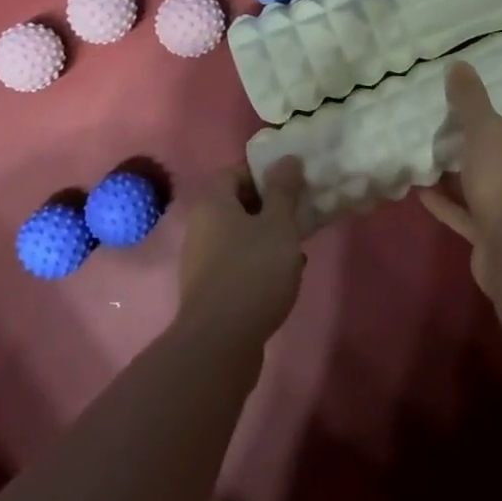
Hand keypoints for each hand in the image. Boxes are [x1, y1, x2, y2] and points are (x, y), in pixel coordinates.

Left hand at [178, 159, 307, 343]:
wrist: (221, 342)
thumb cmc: (253, 271)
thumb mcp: (278, 224)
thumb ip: (284, 189)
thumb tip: (287, 158)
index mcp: (212, 202)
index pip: (237, 171)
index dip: (266, 172)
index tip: (295, 182)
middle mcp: (200, 226)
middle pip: (238, 203)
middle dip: (271, 206)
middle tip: (300, 213)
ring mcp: (201, 260)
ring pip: (240, 235)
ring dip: (268, 236)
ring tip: (298, 246)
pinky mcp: (209, 289)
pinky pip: (238, 262)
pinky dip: (259, 261)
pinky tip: (284, 275)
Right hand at [419, 63, 501, 287]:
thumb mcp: (486, 129)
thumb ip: (471, 99)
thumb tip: (459, 64)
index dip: (498, 120)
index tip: (471, 116)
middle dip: (478, 150)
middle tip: (446, 135)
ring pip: (488, 188)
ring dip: (461, 178)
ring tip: (429, 160)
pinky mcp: (499, 237)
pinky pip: (470, 214)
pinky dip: (449, 203)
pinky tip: (421, 191)